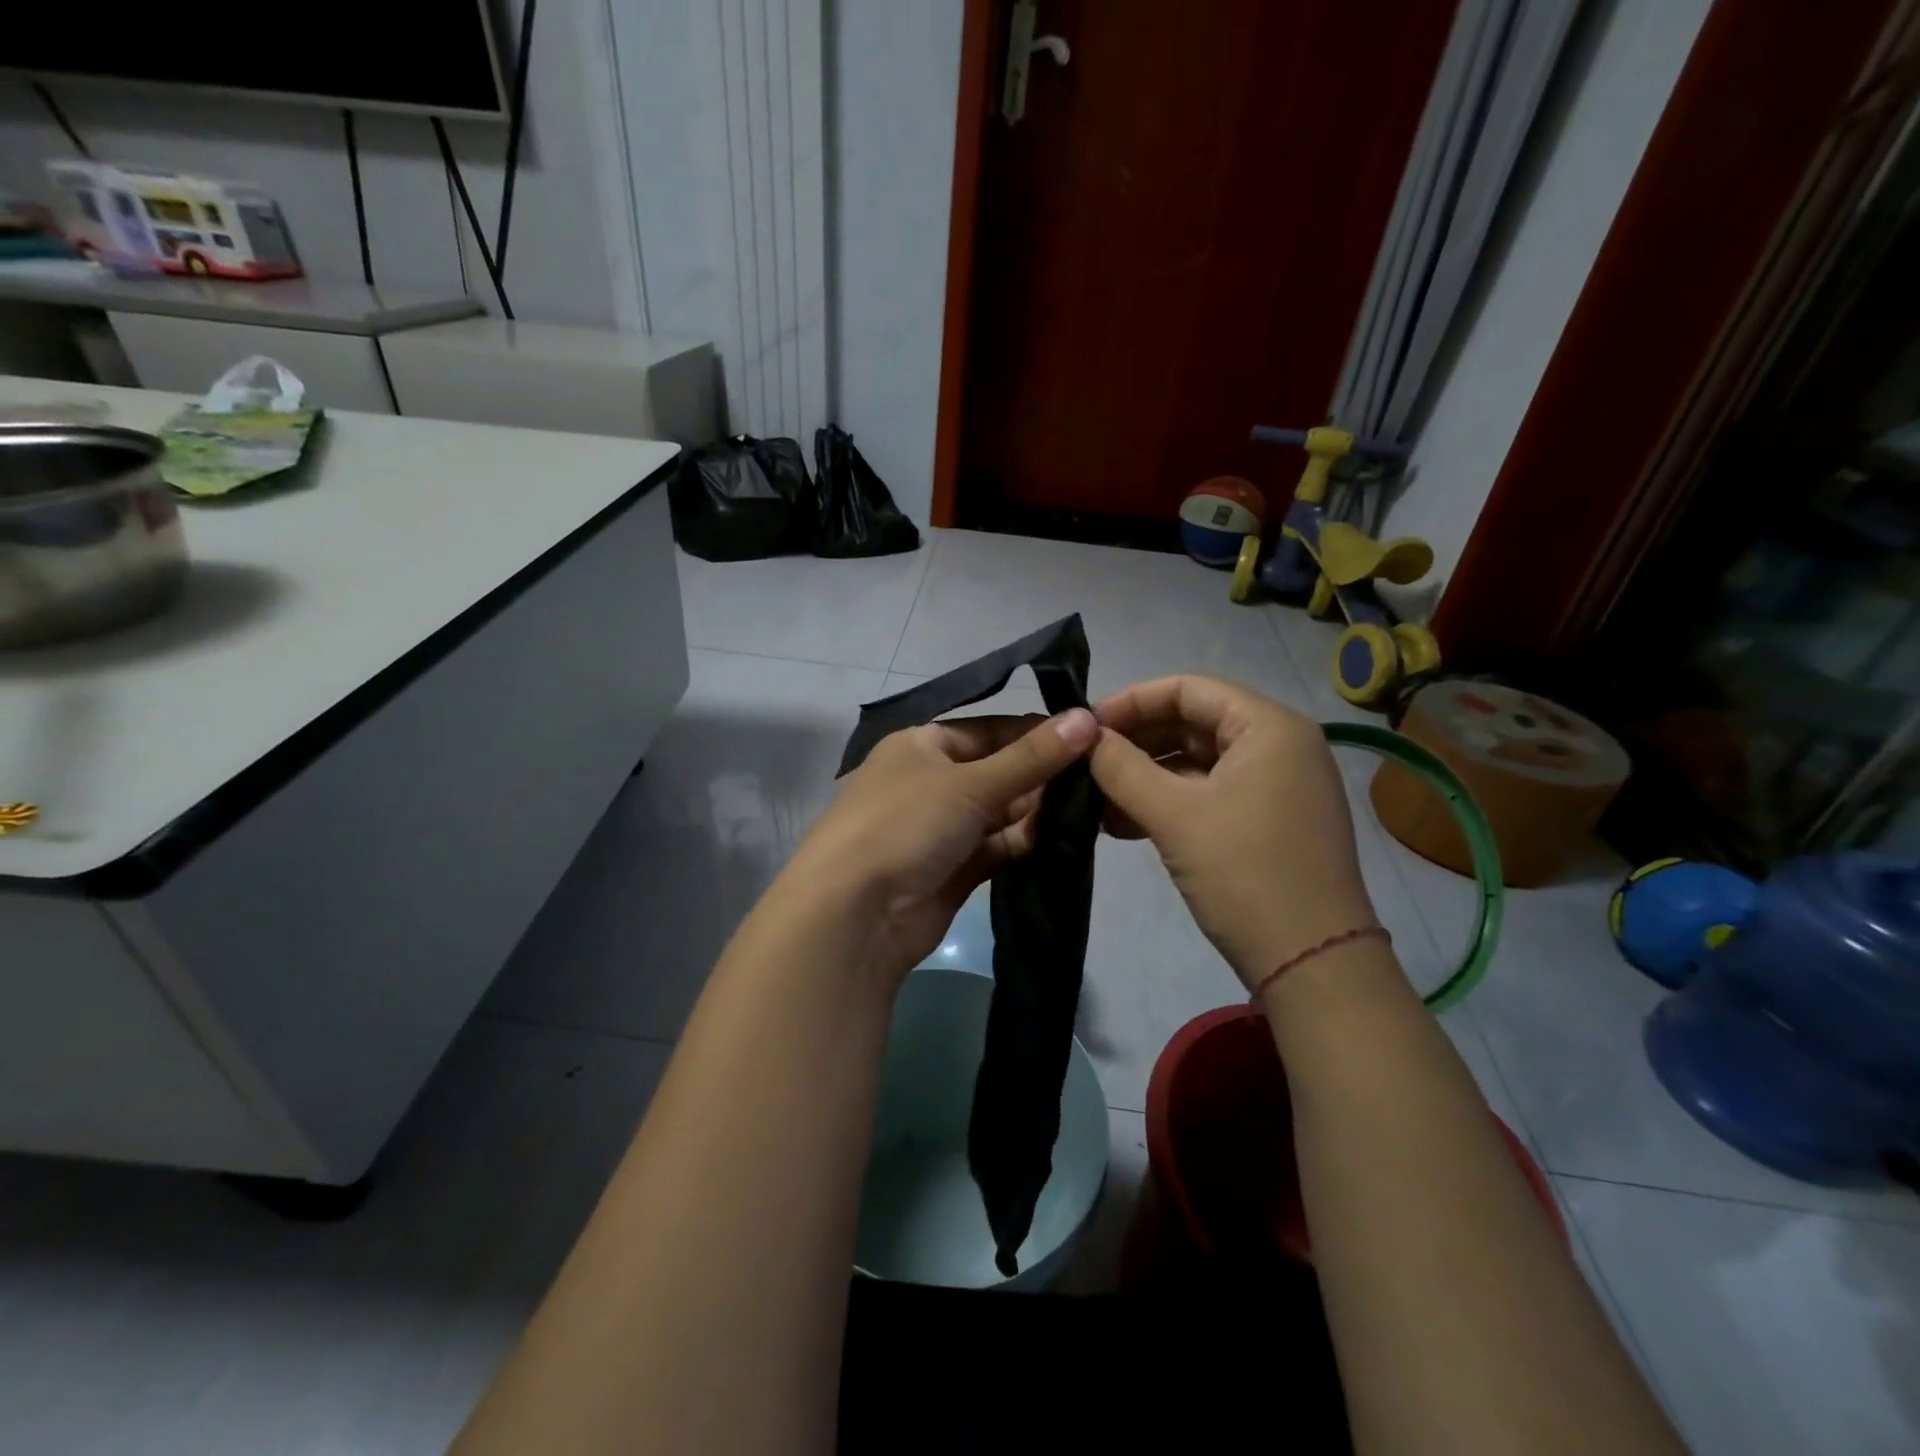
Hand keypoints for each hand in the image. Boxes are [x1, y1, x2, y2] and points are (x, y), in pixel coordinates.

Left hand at [778, 708, 1099, 983]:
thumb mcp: (970, 783)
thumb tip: (1087, 718)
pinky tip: (1063, 839)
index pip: (989, 729)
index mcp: (922, 745)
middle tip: (1100, 775)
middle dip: (1042, 774)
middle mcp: (930, 782)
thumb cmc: (905, 825)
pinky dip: (1025, 843)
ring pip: (1000, 812)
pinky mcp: (952, 870)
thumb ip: (1031, 757)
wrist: (855, 916)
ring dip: (1038, 811)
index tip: (1089, 735)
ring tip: (1092, 807)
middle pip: (998, 770)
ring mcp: (940, 829)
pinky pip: (997, 847)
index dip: (1035, 732)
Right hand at [1090, 675, 1375, 991]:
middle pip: (1193, 723)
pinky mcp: (1269, 821)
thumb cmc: (1245, 875)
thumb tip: (1084, 736)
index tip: (1086, 727)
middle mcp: (1280, 745)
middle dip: (1136, 743)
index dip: (1131, 701)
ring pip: (1197, 763)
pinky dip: (1169, 803)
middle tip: (1085, 764)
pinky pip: (1210, 794)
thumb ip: (1122, 768)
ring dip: (1146, 777)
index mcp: (1269, 726)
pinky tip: (1124, 825)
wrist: (1313, 966)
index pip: (1188, 688)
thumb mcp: (1174, 816)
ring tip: (1095, 801)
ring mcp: (1277, 785)